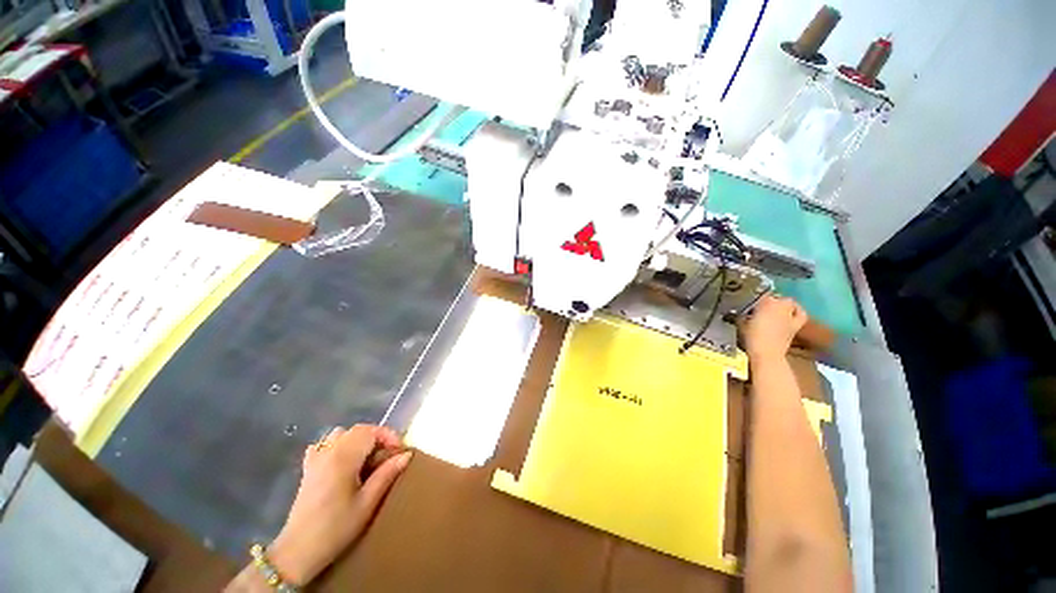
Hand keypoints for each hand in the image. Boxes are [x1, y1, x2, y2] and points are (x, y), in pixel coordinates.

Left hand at [268, 425, 411, 585]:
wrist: (298, 551)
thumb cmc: (336, 528)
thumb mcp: (367, 504)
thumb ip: (386, 474)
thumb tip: (406, 454)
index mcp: (343, 458)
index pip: (370, 431)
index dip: (388, 436)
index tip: (399, 451)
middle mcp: (328, 452)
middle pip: (357, 430)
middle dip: (377, 438)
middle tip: (388, 457)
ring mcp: (315, 460)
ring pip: (341, 434)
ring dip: (358, 440)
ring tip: (367, 459)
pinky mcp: (308, 469)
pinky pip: (323, 445)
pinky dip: (337, 446)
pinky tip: (342, 461)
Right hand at [743, 295, 806, 361]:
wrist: (767, 353)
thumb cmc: (752, 337)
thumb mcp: (741, 324)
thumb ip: (741, 316)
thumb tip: (740, 314)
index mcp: (765, 302)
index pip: (760, 295)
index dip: (754, 300)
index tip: (749, 307)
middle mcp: (780, 305)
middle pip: (776, 297)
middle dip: (770, 301)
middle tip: (761, 307)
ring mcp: (790, 314)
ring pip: (789, 303)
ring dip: (783, 304)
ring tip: (776, 308)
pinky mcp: (796, 324)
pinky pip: (800, 314)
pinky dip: (796, 312)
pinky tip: (790, 314)